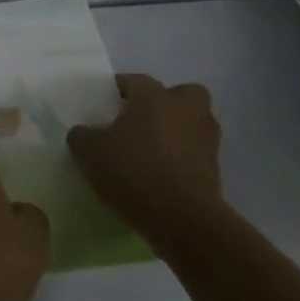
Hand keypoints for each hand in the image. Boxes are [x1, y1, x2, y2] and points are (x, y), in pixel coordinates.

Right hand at [67, 74, 224, 249]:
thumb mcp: (89, 151)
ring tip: (152, 151)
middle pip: (182, 94)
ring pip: (194, 124)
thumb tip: (84, 133)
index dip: (118, 90)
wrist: (182, 220)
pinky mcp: (216, 171)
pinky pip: (196, 154)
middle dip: (166, 103)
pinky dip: (183, 160)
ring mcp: (206, 140)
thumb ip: (82, 135)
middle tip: (143, 121)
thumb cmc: (133, 171)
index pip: (134, 80)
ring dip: (178, 132)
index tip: (105, 104)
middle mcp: (186, 110)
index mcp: (154, 96)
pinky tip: (163, 176)